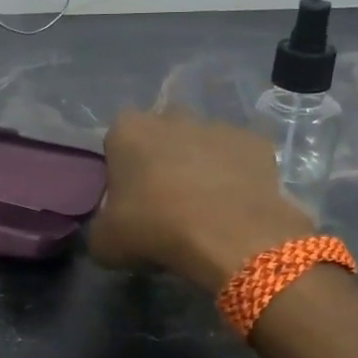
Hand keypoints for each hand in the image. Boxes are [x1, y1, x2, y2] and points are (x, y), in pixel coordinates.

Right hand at [88, 109, 312, 288]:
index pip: (116, 140)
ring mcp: (218, 126)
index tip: (128, 197)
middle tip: (165, 201)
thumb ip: (102, 225)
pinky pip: (239, 158)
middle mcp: (172, 116)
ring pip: (202, 144)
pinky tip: (236, 206)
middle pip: (161, 135)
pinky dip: (237, 176)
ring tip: (206, 208)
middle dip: (162, 158)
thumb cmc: (156, 229)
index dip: (122, 168)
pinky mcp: (256, 142)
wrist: (230, 236)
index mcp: (128, 130)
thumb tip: (111, 228)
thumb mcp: (105, 241)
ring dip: (201, 166)